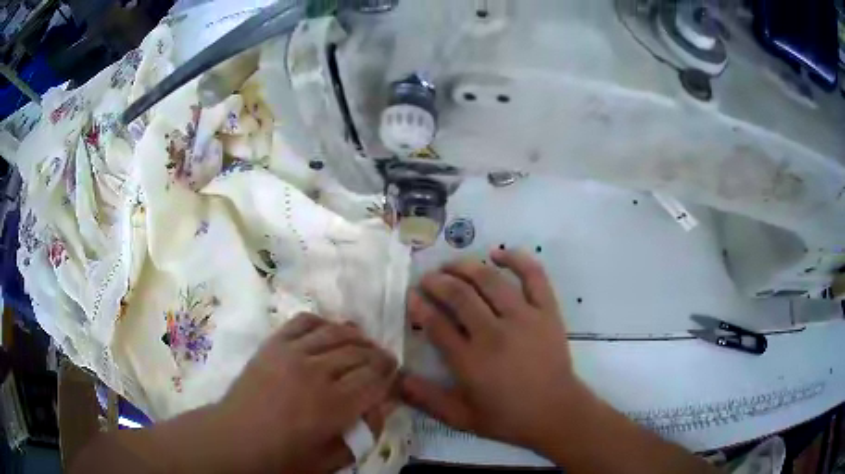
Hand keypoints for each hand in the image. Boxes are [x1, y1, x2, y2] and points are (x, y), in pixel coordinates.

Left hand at [216, 313, 396, 472]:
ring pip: (336, 333)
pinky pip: (304, 322)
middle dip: (379, 356)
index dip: (390, 376)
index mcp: (333, 405)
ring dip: (357, 337)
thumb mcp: (331, 459)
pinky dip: (323, 322)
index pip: (375, 379)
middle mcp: (316, 372)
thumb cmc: (283, 456)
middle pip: (360, 353)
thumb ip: (362, 434)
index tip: (396, 376)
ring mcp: (292, 353)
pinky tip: (330, 331)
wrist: (236, 438)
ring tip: (364, 344)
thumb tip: (381, 407)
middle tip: (385, 362)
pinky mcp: (274, 344)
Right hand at [401, 249, 587, 450]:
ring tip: (452, 265)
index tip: (412, 295)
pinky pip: (533, 276)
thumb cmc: (507, 417)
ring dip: (466, 267)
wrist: (556, 412)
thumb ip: (427, 399)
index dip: (419, 306)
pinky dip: (517, 259)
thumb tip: (396, 378)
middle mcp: (494, 333)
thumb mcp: (461, 417)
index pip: (436, 324)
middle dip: (437, 282)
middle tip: (428, 278)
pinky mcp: (547, 311)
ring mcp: (523, 318)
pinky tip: (499, 253)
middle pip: (459, 295)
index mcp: (470, 360)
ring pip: (489, 280)